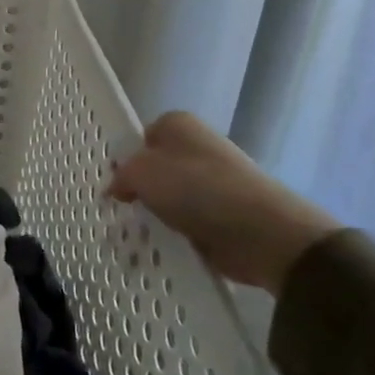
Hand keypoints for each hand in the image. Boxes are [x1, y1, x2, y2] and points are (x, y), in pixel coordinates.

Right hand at [107, 112, 336, 293]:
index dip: (125, 160)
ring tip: (136, 238)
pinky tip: (161, 249)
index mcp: (178, 125)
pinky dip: (176, 236)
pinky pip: (188, 224)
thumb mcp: (142, 172)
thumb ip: (122, 176)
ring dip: (157, 218)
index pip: (141, 138)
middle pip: (156, 170)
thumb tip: (117, 187)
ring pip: (171, 199)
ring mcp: (214, 183)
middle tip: (120, 213)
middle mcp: (198, 149)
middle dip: (140, 192)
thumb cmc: (195, 188)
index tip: (113, 185)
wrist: (261, 231)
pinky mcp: (224, 216)